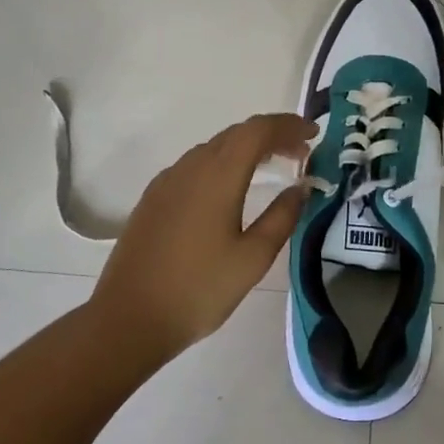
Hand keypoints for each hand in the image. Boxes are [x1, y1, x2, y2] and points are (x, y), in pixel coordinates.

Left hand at [93, 112, 313, 355]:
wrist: (128, 319)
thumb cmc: (199, 290)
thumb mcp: (253, 258)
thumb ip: (282, 217)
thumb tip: (301, 187)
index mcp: (218, 176)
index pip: (258, 130)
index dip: (288, 125)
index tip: (314, 134)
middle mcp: (191, 167)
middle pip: (236, 134)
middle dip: (272, 136)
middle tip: (301, 153)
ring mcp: (167, 182)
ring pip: (214, 148)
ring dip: (247, 149)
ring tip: (272, 167)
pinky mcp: (153, 198)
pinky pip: (195, 165)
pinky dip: (223, 163)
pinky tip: (230, 188)